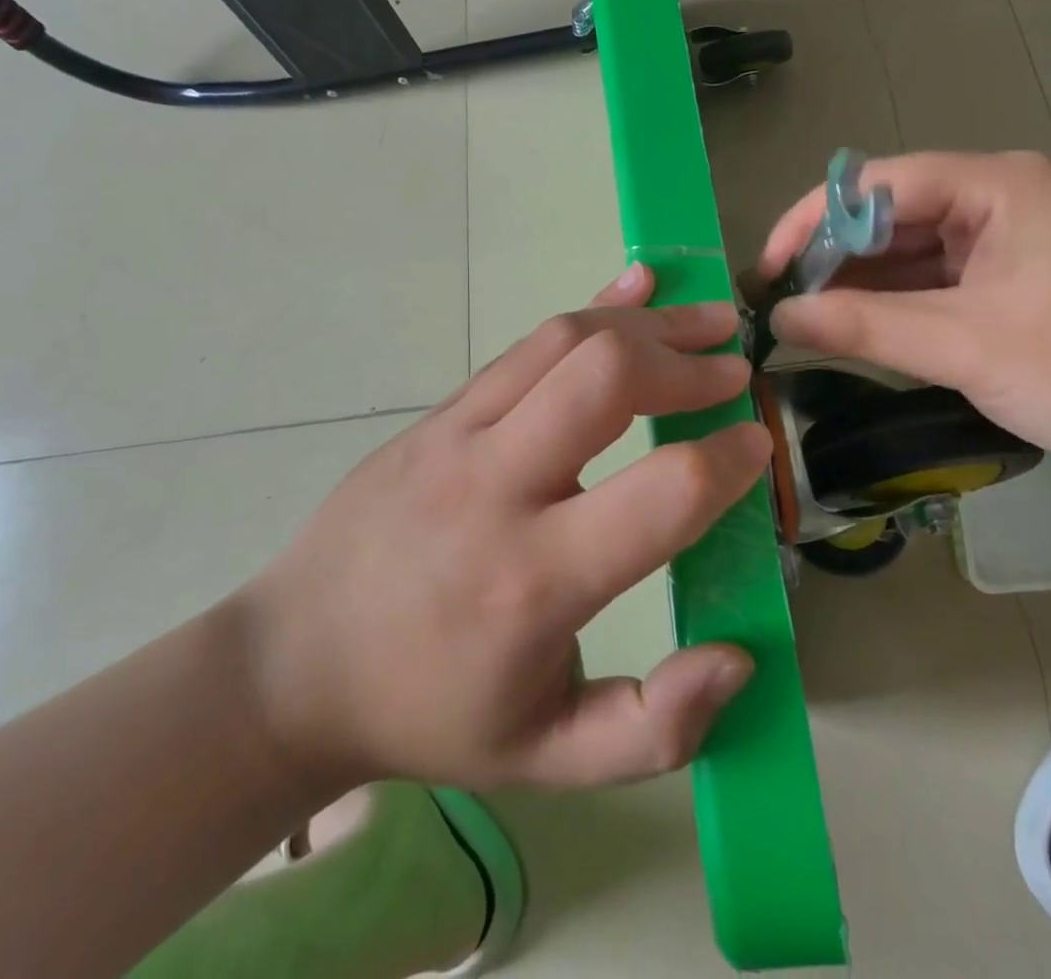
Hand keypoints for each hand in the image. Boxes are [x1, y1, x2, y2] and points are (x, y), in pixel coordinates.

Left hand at [239, 264, 769, 796]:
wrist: (294, 665)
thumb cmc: (431, 713)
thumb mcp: (548, 760)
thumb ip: (654, 727)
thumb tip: (738, 657)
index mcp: (533, 581)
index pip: (661, 491)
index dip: (728, 460)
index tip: (756, 445)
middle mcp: (496, 487)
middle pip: (607, 378)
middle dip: (686, 364)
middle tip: (734, 370)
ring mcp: (457, 435)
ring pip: (564, 340)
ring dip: (646, 324)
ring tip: (704, 322)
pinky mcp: (439, 412)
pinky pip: (524, 344)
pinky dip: (591, 310)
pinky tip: (634, 290)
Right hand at [756, 151, 1050, 478]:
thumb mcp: (972, 346)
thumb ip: (868, 328)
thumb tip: (779, 319)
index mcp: (994, 185)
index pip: (876, 183)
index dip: (810, 222)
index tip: (764, 271)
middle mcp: (996, 199)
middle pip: (888, 215)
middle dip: (830, 258)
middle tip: (777, 305)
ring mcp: (1005, 242)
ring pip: (909, 253)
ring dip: (858, 286)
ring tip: (801, 322)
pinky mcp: (1012, 282)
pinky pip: (935, 283)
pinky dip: (895, 307)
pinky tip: (855, 333)